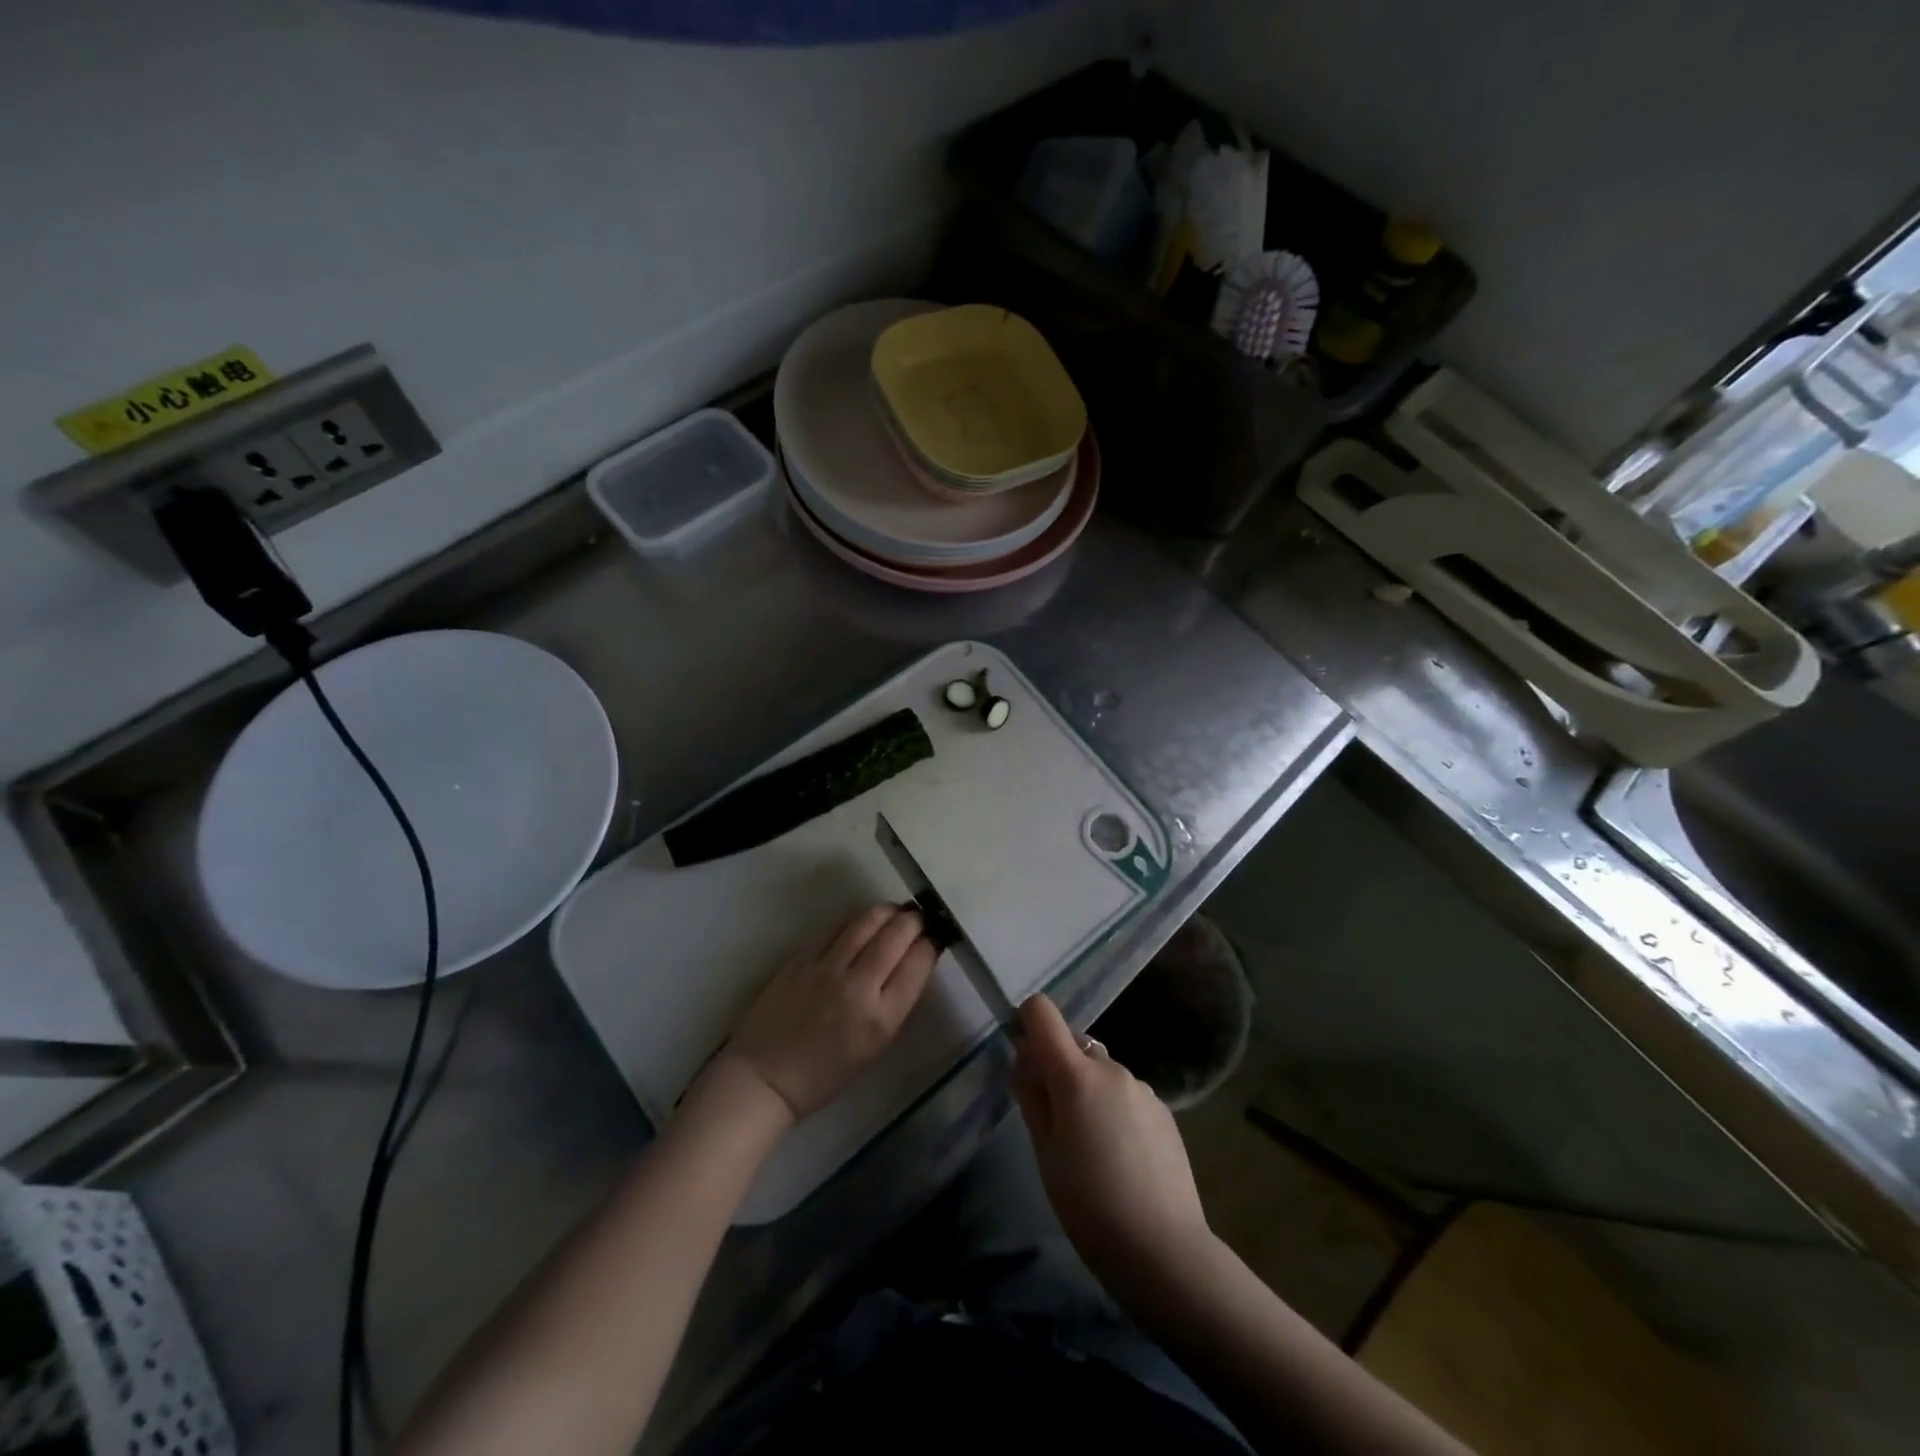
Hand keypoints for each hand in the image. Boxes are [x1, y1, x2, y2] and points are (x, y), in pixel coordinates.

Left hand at [720, 904, 937, 1120]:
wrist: (764, 1078)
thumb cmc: (824, 1075)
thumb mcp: (875, 1046)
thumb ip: (896, 1003)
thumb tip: (913, 963)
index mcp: (881, 1018)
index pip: (918, 963)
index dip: (931, 943)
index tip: (935, 937)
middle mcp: (857, 987)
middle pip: (896, 934)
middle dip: (914, 920)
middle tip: (919, 918)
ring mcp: (826, 968)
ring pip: (866, 921)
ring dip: (887, 912)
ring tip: (895, 913)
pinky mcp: (801, 958)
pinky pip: (836, 928)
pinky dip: (855, 922)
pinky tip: (861, 925)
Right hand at [1012, 994, 1211, 1287]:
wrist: (1163, 1249)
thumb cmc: (1089, 1203)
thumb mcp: (1044, 1151)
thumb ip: (1032, 1095)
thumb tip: (1024, 1058)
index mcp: (1076, 1073)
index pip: (1042, 1012)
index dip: (1026, 1023)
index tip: (1022, 1058)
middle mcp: (1111, 1068)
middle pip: (1073, 1044)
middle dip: (1057, 1067)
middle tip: (1053, 1121)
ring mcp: (1142, 1087)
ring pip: (1101, 1071)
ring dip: (1087, 1090)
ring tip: (1090, 1146)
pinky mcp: (1163, 1110)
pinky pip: (1126, 1094)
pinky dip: (1114, 1109)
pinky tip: (1120, 1156)